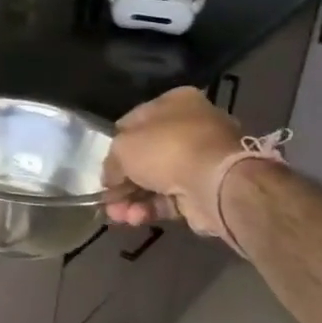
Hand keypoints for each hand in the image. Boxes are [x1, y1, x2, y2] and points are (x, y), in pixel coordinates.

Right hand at [103, 87, 245, 237]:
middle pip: (145, 156)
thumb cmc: (166, 149)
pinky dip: (151, 209)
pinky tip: (135, 219)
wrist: (216, 183)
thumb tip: (111, 179)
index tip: (105, 165)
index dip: (116, 144)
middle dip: (124, 181)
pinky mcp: (206, 190)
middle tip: (108, 197)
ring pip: (156, 181)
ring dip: (133, 199)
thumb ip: (112, 162)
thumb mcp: (122, 148)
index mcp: (176, 103)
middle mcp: (191, 128)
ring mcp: (201, 161)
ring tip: (118, 215)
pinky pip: (171, 199)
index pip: (134, 122)